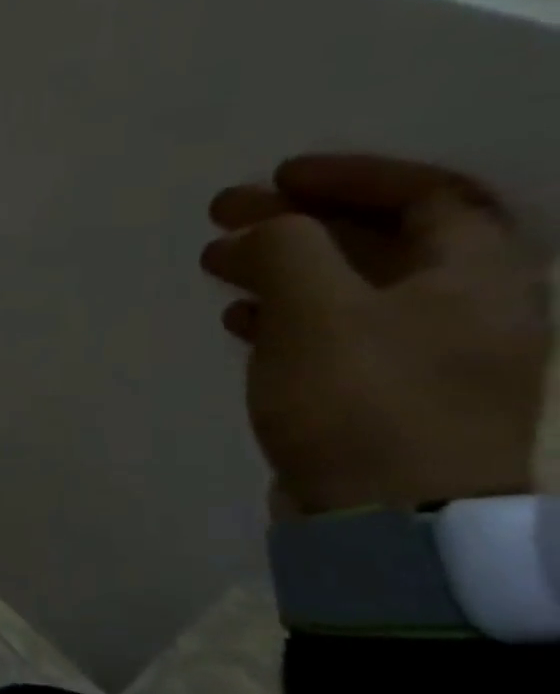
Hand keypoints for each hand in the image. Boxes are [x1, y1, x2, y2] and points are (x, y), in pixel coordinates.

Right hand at [201, 154, 548, 513]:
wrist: (389, 519)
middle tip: (226, 215)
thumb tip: (260, 223)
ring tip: (218, 264)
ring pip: (351, 289)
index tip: (277, 174)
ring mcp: (426, 359)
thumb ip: (288, 249)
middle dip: (300, 221)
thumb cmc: (362, 400)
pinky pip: (334, 334)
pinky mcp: (383, 398)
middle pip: (383, 242)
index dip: (352, 175)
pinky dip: (286, 316)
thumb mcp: (317, 311)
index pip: (430, 195)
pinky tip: (240, 320)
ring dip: (285, 267)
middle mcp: (465, 311)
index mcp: (476, 277)